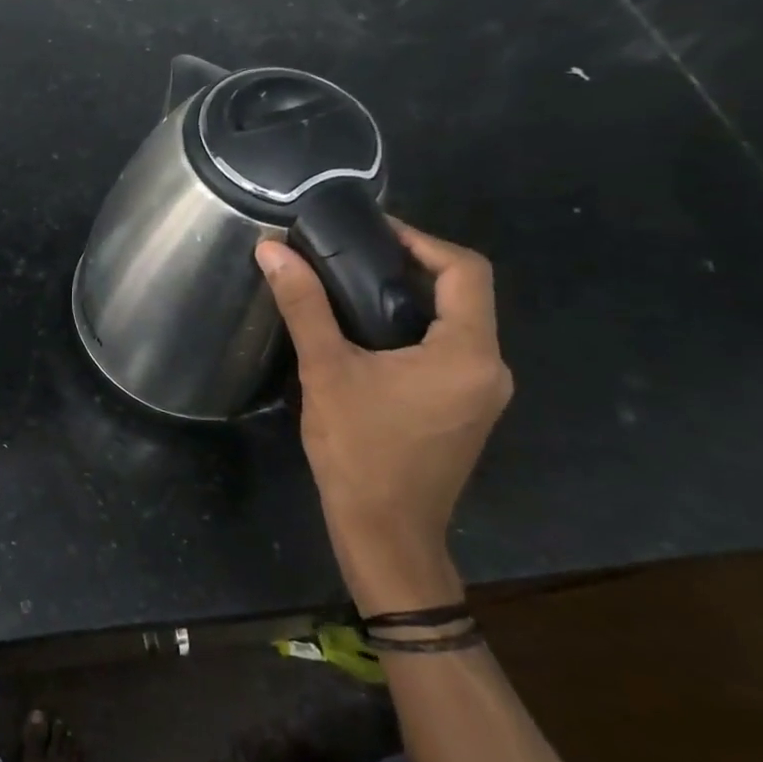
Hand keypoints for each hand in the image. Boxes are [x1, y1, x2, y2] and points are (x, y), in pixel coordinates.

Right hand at [255, 221, 512, 612]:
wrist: (384, 531)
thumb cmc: (359, 449)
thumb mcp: (326, 370)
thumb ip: (304, 305)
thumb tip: (272, 250)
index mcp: (467, 353)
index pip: (466, 271)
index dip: (421, 240)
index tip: (371, 230)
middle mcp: (490, 368)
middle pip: (463, 295)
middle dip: (410, 266)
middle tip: (351, 253)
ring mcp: (483, 393)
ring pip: (456, 324)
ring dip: (410, 299)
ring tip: (352, 286)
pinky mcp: (466, 411)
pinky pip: (449, 352)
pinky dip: (414, 330)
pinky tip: (369, 334)